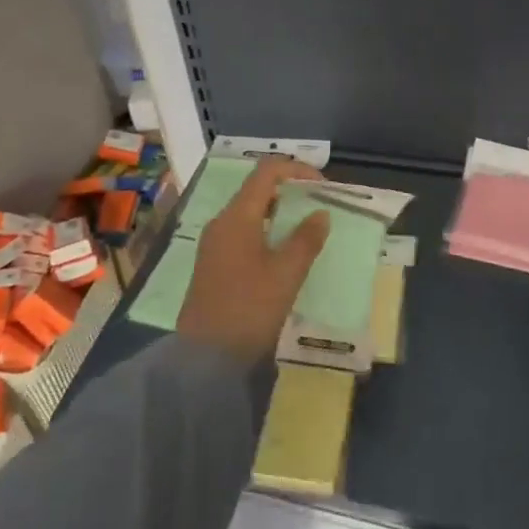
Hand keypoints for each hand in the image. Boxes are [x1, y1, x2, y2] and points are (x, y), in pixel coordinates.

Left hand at [178, 158, 332, 363]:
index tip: (324, 186)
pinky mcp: (213, 264)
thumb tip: (321, 213)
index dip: (297, 170)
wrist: (205, 358)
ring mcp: (214, 244)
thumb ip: (306, 239)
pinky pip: (242, 233)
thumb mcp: (286, 274)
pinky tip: (283, 253)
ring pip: (249, 213)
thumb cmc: (249, 309)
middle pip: (257, 190)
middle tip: (319, 206)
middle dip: (290, 191)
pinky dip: (266, 231)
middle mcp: (222, 222)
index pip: (266, 172)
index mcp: (237, 216)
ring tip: (307, 229)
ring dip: (279, 213)